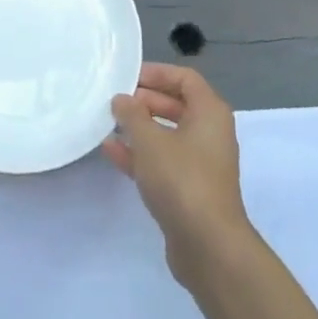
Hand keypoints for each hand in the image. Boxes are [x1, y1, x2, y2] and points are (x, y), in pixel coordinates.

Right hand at [102, 63, 254, 284]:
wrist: (208, 245)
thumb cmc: (181, 179)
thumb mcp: (150, 140)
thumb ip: (132, 115)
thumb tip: (122, 99)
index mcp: (210, 112)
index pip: (184, 78)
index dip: (156, 73)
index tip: (127, 77)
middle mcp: (210, 133)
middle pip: (175, 105)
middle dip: (144, 101)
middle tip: (114, 101)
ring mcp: (200, 163)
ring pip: (167, 134)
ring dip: (139, 128)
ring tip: (107, 123)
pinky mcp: (189, 189)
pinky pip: (163, 161)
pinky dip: (140, 154)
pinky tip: (111, 151)